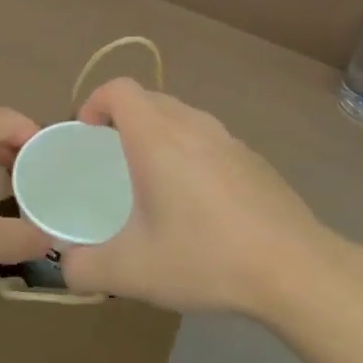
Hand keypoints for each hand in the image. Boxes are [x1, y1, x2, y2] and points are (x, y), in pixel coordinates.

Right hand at [58, 79, 353, 319]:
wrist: (295, 269)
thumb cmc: (206, 258)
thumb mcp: (132, 272)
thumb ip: (84, 268)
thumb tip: (66, 265)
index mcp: (158, 138)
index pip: (119, 89)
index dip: (94, 102)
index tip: (86, 135)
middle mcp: (194, 126)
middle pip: (149, 99)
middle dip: (122, 120)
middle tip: (111, 161)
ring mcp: (230, 140)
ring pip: (182, 118)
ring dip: (158, 135)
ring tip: (152, 182)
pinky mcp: (254, 159)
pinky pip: (209, 140)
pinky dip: (190, 153)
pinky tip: (198, 204)